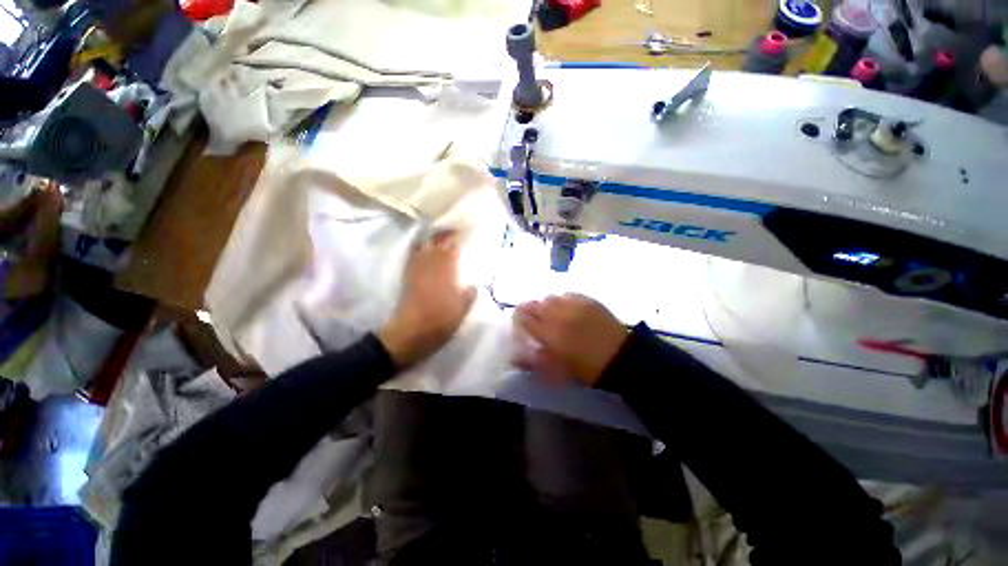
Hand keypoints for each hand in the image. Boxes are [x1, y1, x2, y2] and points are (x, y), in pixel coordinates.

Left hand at [378, 231, 476, 367]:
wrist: (410, 335)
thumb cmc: (439, 323)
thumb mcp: (461, 312)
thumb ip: (468, 297)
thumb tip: (474, 286)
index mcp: (445, 275)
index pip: (450, 252)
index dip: (454, 241)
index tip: (460, 233)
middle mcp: (430, 269)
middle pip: (435, 247)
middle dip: (442, 236)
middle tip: (450, 230)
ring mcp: (417, 273)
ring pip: (423, 251)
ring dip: (430, 241)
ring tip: (436, 235)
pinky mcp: (407, 280)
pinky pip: (411, 260)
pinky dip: (416, 251)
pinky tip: (419, 248)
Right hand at [513, 294, 628, 386]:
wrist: (620, 357)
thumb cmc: (587, 369)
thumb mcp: (558, 371)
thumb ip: (534, 361)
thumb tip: (514, 357)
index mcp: (549, 333)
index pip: (524, 319)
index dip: (519, 320)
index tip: (520, 325)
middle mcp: (558, 314)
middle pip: (534, 305)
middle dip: (530, 311)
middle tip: (534, 319)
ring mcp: (573, 304)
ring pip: (550, 297)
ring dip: (546, 305)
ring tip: (552, 314)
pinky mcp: (587, 300)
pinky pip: (567, 295)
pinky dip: (562, 300)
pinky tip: (568, 309)